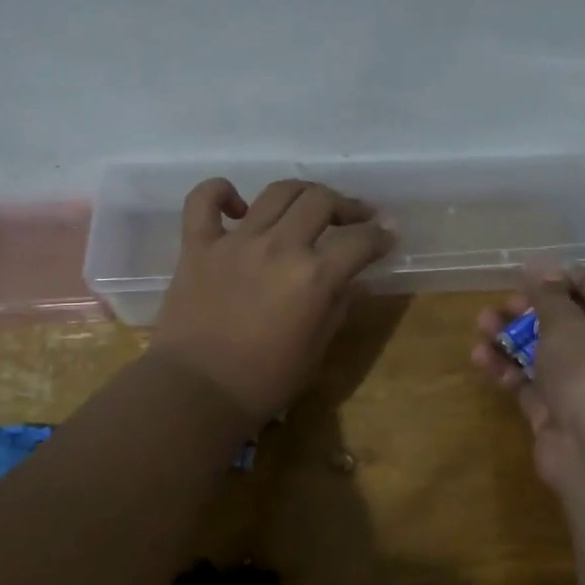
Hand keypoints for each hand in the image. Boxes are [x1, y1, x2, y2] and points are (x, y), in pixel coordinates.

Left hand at [151, 178, 394, 421]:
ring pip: (277, 192)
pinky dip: (220, 191)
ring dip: (301, 193)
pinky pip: (203, 200)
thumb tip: (355, 281)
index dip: (380, 236)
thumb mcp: (316, 349)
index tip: (387, 236)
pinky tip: (238, 205)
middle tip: (355, 218)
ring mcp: (236, 241)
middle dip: (347, 206)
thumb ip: (338, 307)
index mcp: (314, 276)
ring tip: (308, 206)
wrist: (197, 393)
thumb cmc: (265, 381)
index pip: (360, 241)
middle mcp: (279, 247)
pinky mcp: (198, 245)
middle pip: (321, 201)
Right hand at [473, 268, 584, 506]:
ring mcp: (578, 387)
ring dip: (510, 337)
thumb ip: (549, 296)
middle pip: (564, 323)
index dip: (571, 278)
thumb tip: (541, 265)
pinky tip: (480, 358)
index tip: (537, 272)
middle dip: (531, 309)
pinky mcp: (552, 413)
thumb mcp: (568, 324)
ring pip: (540, 353)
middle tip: (502, 303)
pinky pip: (525, 383)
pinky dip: (504, 369)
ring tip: (480, 324)